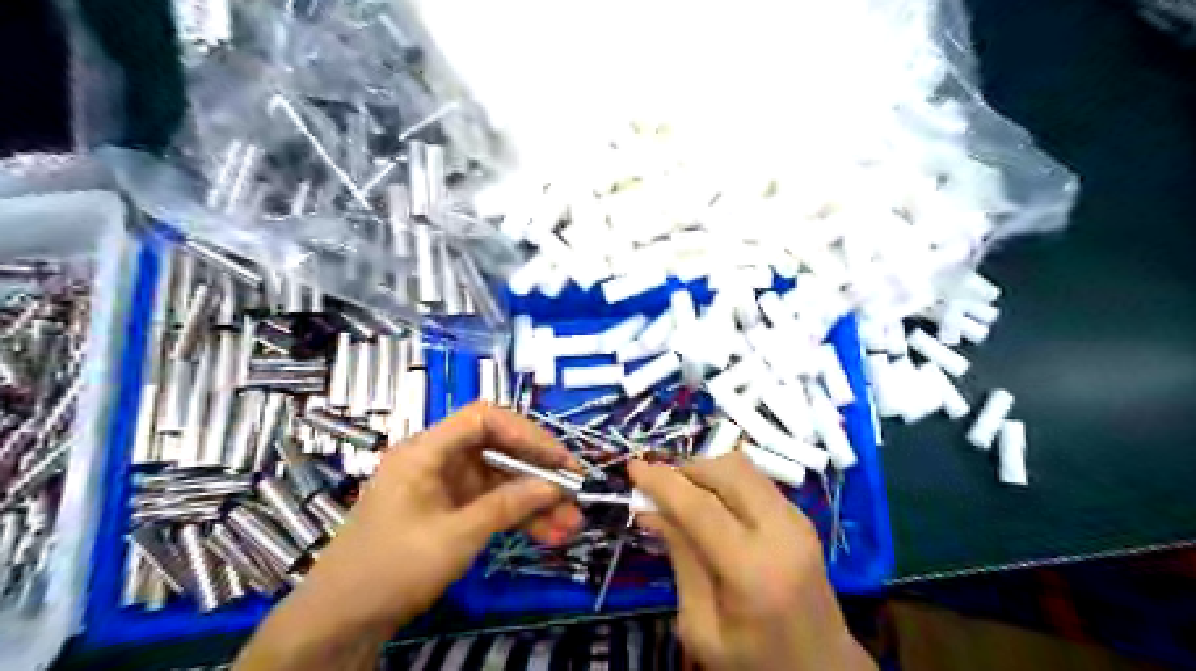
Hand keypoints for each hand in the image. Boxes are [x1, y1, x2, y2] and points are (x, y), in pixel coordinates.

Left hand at [237, 400, 581, 667]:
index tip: (558, 459)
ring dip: (534, 500)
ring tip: (570, 524)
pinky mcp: (450, 511)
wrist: (340, 621)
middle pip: (498, 450)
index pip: (483, 419)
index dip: (525, 432)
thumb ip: (507, 506)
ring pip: (500, 480)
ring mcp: (445, 487)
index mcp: (426, 451)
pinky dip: (518, 517)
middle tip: (574, 492)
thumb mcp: (455, 537)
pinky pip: (492, 504)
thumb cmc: (390, 569)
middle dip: (538, 472)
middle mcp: (438, 460)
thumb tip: (554, 485)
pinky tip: (548, 534)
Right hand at [629, 454, 874, 666]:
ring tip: (681, 496)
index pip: (701, 507)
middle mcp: (782, 532)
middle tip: (658, 488)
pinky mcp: (802, 517)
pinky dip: (724, 481)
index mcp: (755, 571)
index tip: (632, 468)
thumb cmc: (755, 661)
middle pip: (727, 471)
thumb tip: (650, 510)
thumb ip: (681, 561)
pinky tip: (709, 504)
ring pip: (743, 467)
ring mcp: (798, 520)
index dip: (662, 483)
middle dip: (686, 470)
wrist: (823, 670)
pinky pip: (755, 479)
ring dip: (705, 471)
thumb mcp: (701, 629)